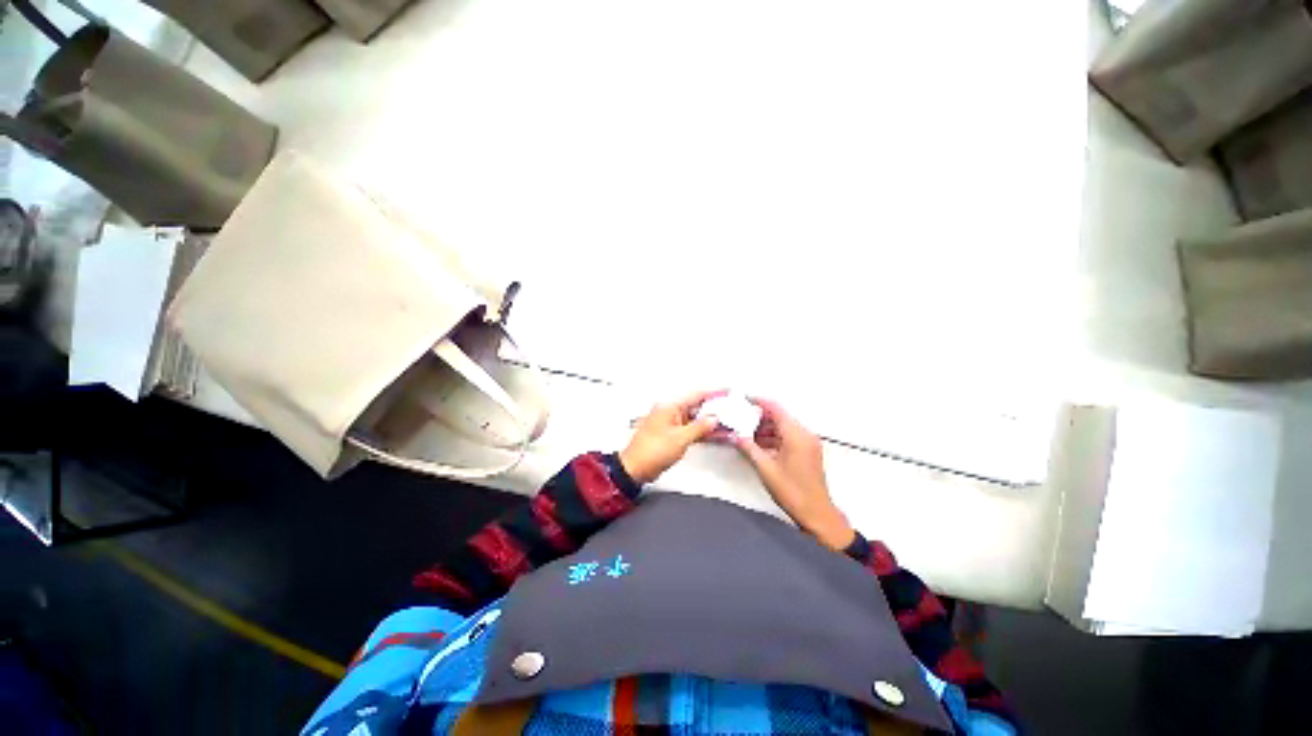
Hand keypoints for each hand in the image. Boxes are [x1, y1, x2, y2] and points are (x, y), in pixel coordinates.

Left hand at [619, 390, 725, 484]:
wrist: (636, 469)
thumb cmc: (651, 451)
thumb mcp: (681, 438)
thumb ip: (700, 427)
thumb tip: (712, 419)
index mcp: (669, 407)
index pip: (695, 396)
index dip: (712, 394)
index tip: (725, 392)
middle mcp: (670, 413)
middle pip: (696, 407)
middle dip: (713, 410)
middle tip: (730, 410)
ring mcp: (670, 425)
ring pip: (694, 420)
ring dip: (708, 422)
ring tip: (726, 424)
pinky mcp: (671, 436)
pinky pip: (690, 430)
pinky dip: (701, 432)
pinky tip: (714, 435)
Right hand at [730, 398, 854, 550]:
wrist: (817, 514)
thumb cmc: (791, 491)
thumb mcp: (765, 468)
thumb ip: (749, 448)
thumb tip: (734, 436)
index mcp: (796, 435)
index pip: (776, 409)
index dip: (758, 402)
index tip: (743, 399)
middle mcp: (805, 434)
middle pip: (780, 417)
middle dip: (759, 417)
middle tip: (739, 419)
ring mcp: (808, 443)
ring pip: (783, 427)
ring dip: (765, 429)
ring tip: (745, 433)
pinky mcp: (808, 451)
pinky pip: (789, 437)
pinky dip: (774, 438)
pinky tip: (758, 445)